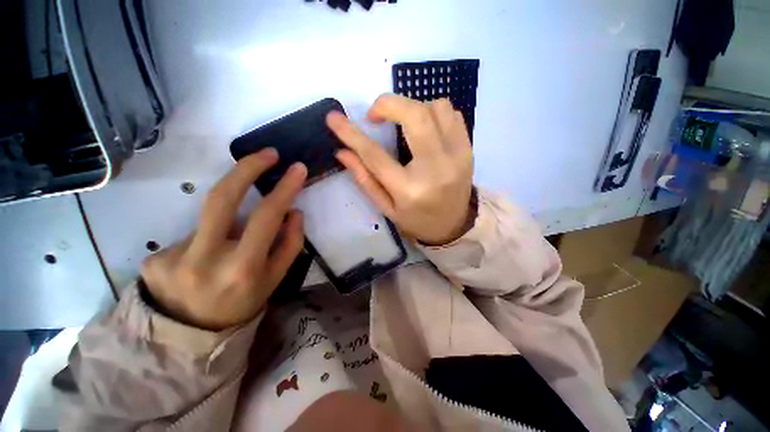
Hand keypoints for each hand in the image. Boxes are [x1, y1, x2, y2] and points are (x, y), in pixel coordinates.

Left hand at [141, 149, 307, 330]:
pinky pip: (193, 235)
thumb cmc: (242, 304)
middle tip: (267, 154)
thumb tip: (293, 211)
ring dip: (230, 221)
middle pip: (222, 197)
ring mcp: (172, 257)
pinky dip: (207, 240)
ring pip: (211, 218)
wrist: (189, 337)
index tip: (295, 168)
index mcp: (243, 269)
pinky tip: (203, 261)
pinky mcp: (153, 258)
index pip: (266, 216)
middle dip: (247, 168)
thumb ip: (290, 244)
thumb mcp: (275, 279)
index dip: (283, 188)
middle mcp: (205, 260)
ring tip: (232, 244)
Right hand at [326, 95, 473, 245]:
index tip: (334, 118)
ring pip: (436, 107)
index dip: (351, 133)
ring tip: (403, 123)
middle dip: (389, 104)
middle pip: (415, 116)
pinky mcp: (468, 149)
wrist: (454, 224)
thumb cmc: (416, 219)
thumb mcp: (386, 207)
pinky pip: (452, 114)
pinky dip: (433, 112)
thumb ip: (364, 179)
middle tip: (375, 115)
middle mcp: (436, 169)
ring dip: (413, 107)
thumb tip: (342, 151)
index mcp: (409, 190)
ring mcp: (457, 156)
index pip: (375, 155)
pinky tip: (424, 128)